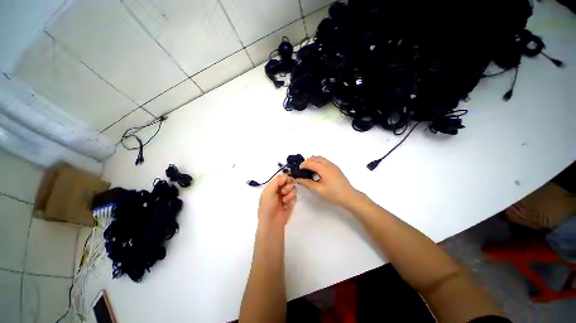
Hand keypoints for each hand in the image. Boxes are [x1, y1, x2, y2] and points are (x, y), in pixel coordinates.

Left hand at [258, 174, 295, 229]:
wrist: (272, 223)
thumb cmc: (267, 206)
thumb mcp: (268, 192)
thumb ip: (276, 181)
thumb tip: (285, 175)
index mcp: (272, 187)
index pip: (280, 178)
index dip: (284, 177)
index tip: (286, 180)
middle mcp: (279, 190)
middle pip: (288, 181)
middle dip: (287, 185)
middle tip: (283, 191)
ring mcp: (285, 196)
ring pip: (292, 188)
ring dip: (289, 192)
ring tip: (284, 200)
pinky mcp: (291, 202)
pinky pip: (294, 196)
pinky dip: (291, 199)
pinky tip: (287, 204)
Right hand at [295, 156, 357, 207]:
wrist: (349, 197)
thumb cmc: (333, 194)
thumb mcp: (318, 190)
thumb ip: (306, 183)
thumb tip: (297, 179)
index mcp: (324, 169)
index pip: (310, 162)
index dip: (302, 165)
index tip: (298, 171)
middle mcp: (328, 164)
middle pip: (315, 158)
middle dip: (307, 162)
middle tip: (302, 171)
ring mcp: (333, 165)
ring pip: (320, 158)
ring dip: (313, 162)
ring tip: (309, 171)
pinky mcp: (335, 168)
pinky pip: (324, 161)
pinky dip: (318, 163)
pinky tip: (317, 173)